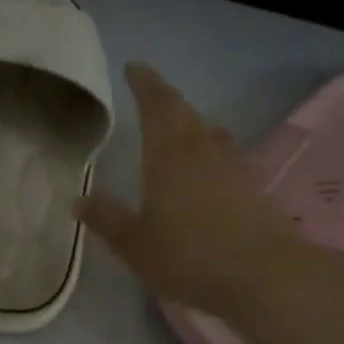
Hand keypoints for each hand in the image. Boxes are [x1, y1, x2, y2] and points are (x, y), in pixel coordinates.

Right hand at [76, 64, 301, 314]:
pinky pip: (224, 157)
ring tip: (177, 127)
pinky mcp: (252, 190)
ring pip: (208, 133)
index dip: (145, 85)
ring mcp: (233, 169)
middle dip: (165, 100)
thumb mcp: (133, 242)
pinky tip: (205, 168)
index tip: (134, 68)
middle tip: (149, 94)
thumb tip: (78, 200)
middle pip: (184, 114)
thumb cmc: (187, 255)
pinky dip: (209, 152)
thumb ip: (106, 218)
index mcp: (169, 156)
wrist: (264, 276)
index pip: (157, 106)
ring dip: (191, 124)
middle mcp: (203, 152)